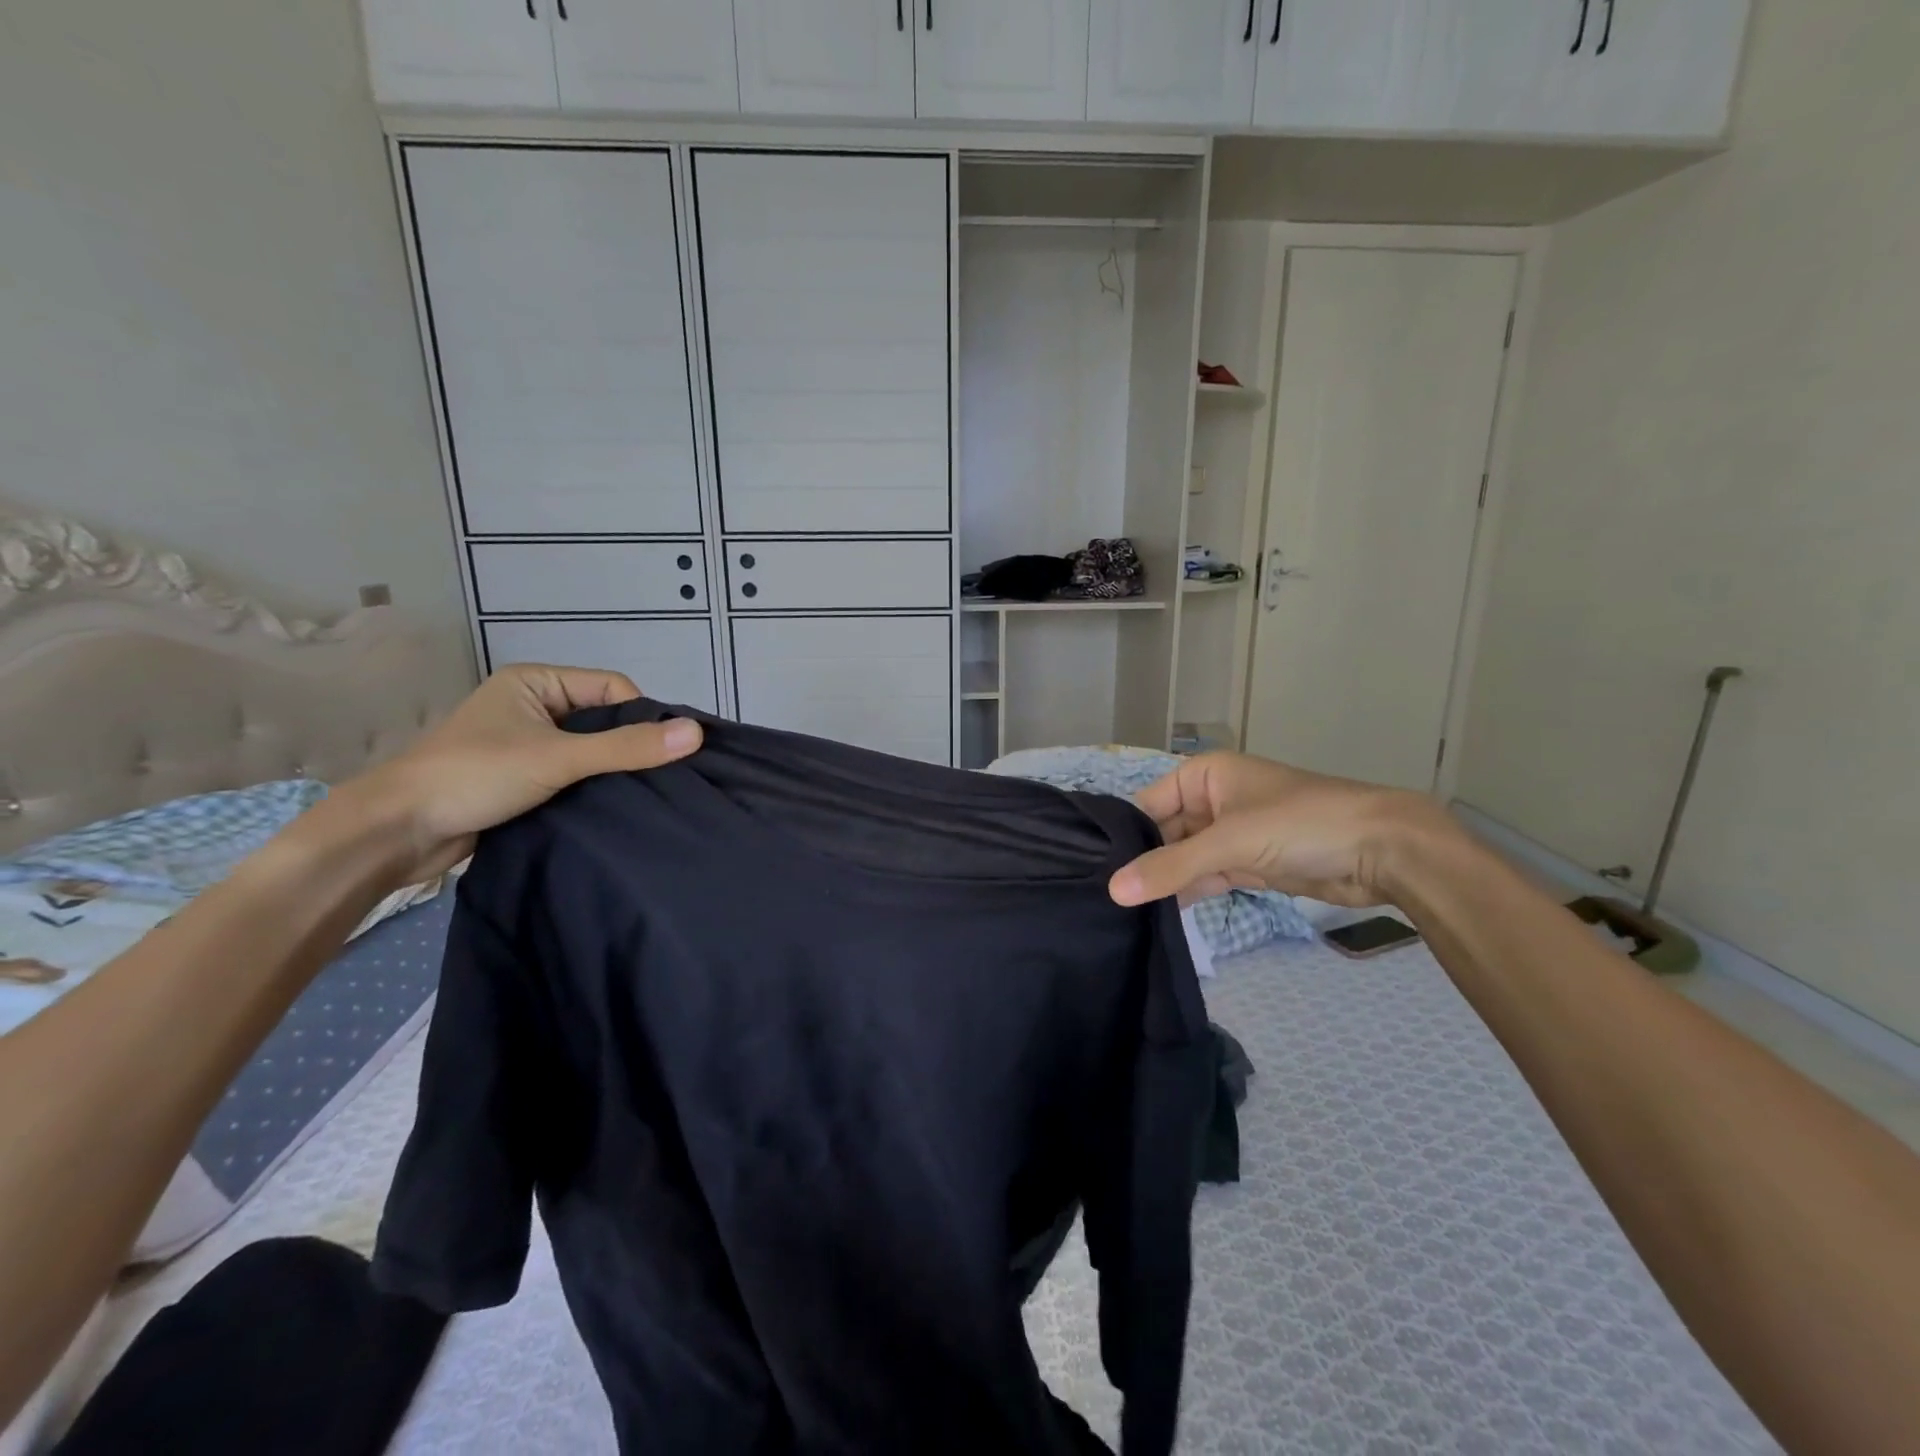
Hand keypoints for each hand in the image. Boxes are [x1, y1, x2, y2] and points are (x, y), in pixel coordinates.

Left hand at [338, 665, 701, 881]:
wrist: (396, 832)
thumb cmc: (475, 776)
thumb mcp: (559, 757)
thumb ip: (627, 747)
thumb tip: (696, 734)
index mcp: (536, 682)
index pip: (613, 689)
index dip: (641, 718)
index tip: (661, 753)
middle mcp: (532, 706)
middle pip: (603, 720)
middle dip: (627, 747)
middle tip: (656, 778)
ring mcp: (525, 743)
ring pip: (589, 750)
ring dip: (609, 771)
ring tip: (638, 795)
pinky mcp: (521, 778)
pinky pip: (571, 774)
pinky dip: (590, 788)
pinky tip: (610, 807)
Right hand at [1107, 752, 1461, 908]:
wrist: (1383, 851)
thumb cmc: (1300, 824)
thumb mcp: (1230, 842)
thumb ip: (1171, 867)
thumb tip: (1112, 892)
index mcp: (1204, 775)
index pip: (1147, 804)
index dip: (1123, 836)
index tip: (1092, 870)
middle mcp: (1213, 800)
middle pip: (1164, 833)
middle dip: (1143, 863)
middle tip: (1105, 898)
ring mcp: (1232, 834)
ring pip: (1185, 858)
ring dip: (1165, 881)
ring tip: (1123, 911)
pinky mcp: (1250, 864)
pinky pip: (1207, 877)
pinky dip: (1190, 893)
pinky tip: (1160, 914)